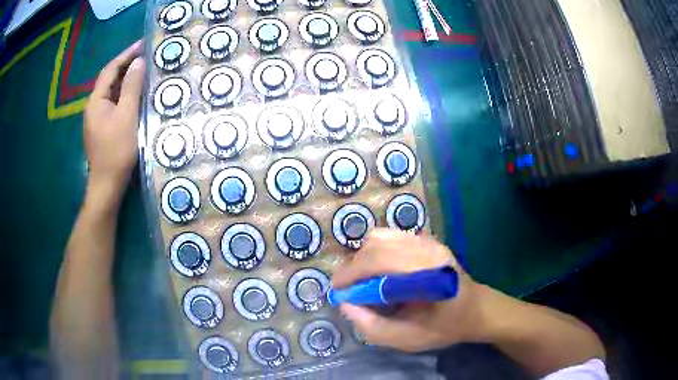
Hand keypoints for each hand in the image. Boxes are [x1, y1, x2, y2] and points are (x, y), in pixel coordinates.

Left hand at [84, 41, 144, 204]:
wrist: (106, 186)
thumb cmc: (116, 151)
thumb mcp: (127, 116)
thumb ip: (131, 87)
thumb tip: (138, 62)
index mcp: (95, 101)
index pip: (110, 69)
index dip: (126, 55)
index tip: (142, 44)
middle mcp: (92, 107)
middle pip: (108, 79)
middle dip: (125, 65)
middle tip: (145, 56)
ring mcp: (95, 119)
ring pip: (110, 92)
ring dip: (125, 80)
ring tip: (142, 72)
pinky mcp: (101, 128)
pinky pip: (112, 104)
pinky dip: (123, 95)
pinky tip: (133, 95)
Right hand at [332, 229, 486, 351]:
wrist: (475, 309)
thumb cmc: (444, 327)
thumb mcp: (406, 338)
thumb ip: (371, 326)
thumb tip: (346, 303)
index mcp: (425, 272)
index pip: (377, 261)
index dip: (351, 273)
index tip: (337, 290)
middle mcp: (426, 249)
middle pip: (376, 245)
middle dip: (354, 266)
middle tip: (348, 288)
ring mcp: (428, 241)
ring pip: (381, 236)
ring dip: (364, 257)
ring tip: (363, 279)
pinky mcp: (427, 240)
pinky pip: (391, 237)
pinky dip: (377, 251)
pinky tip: (380, 270)